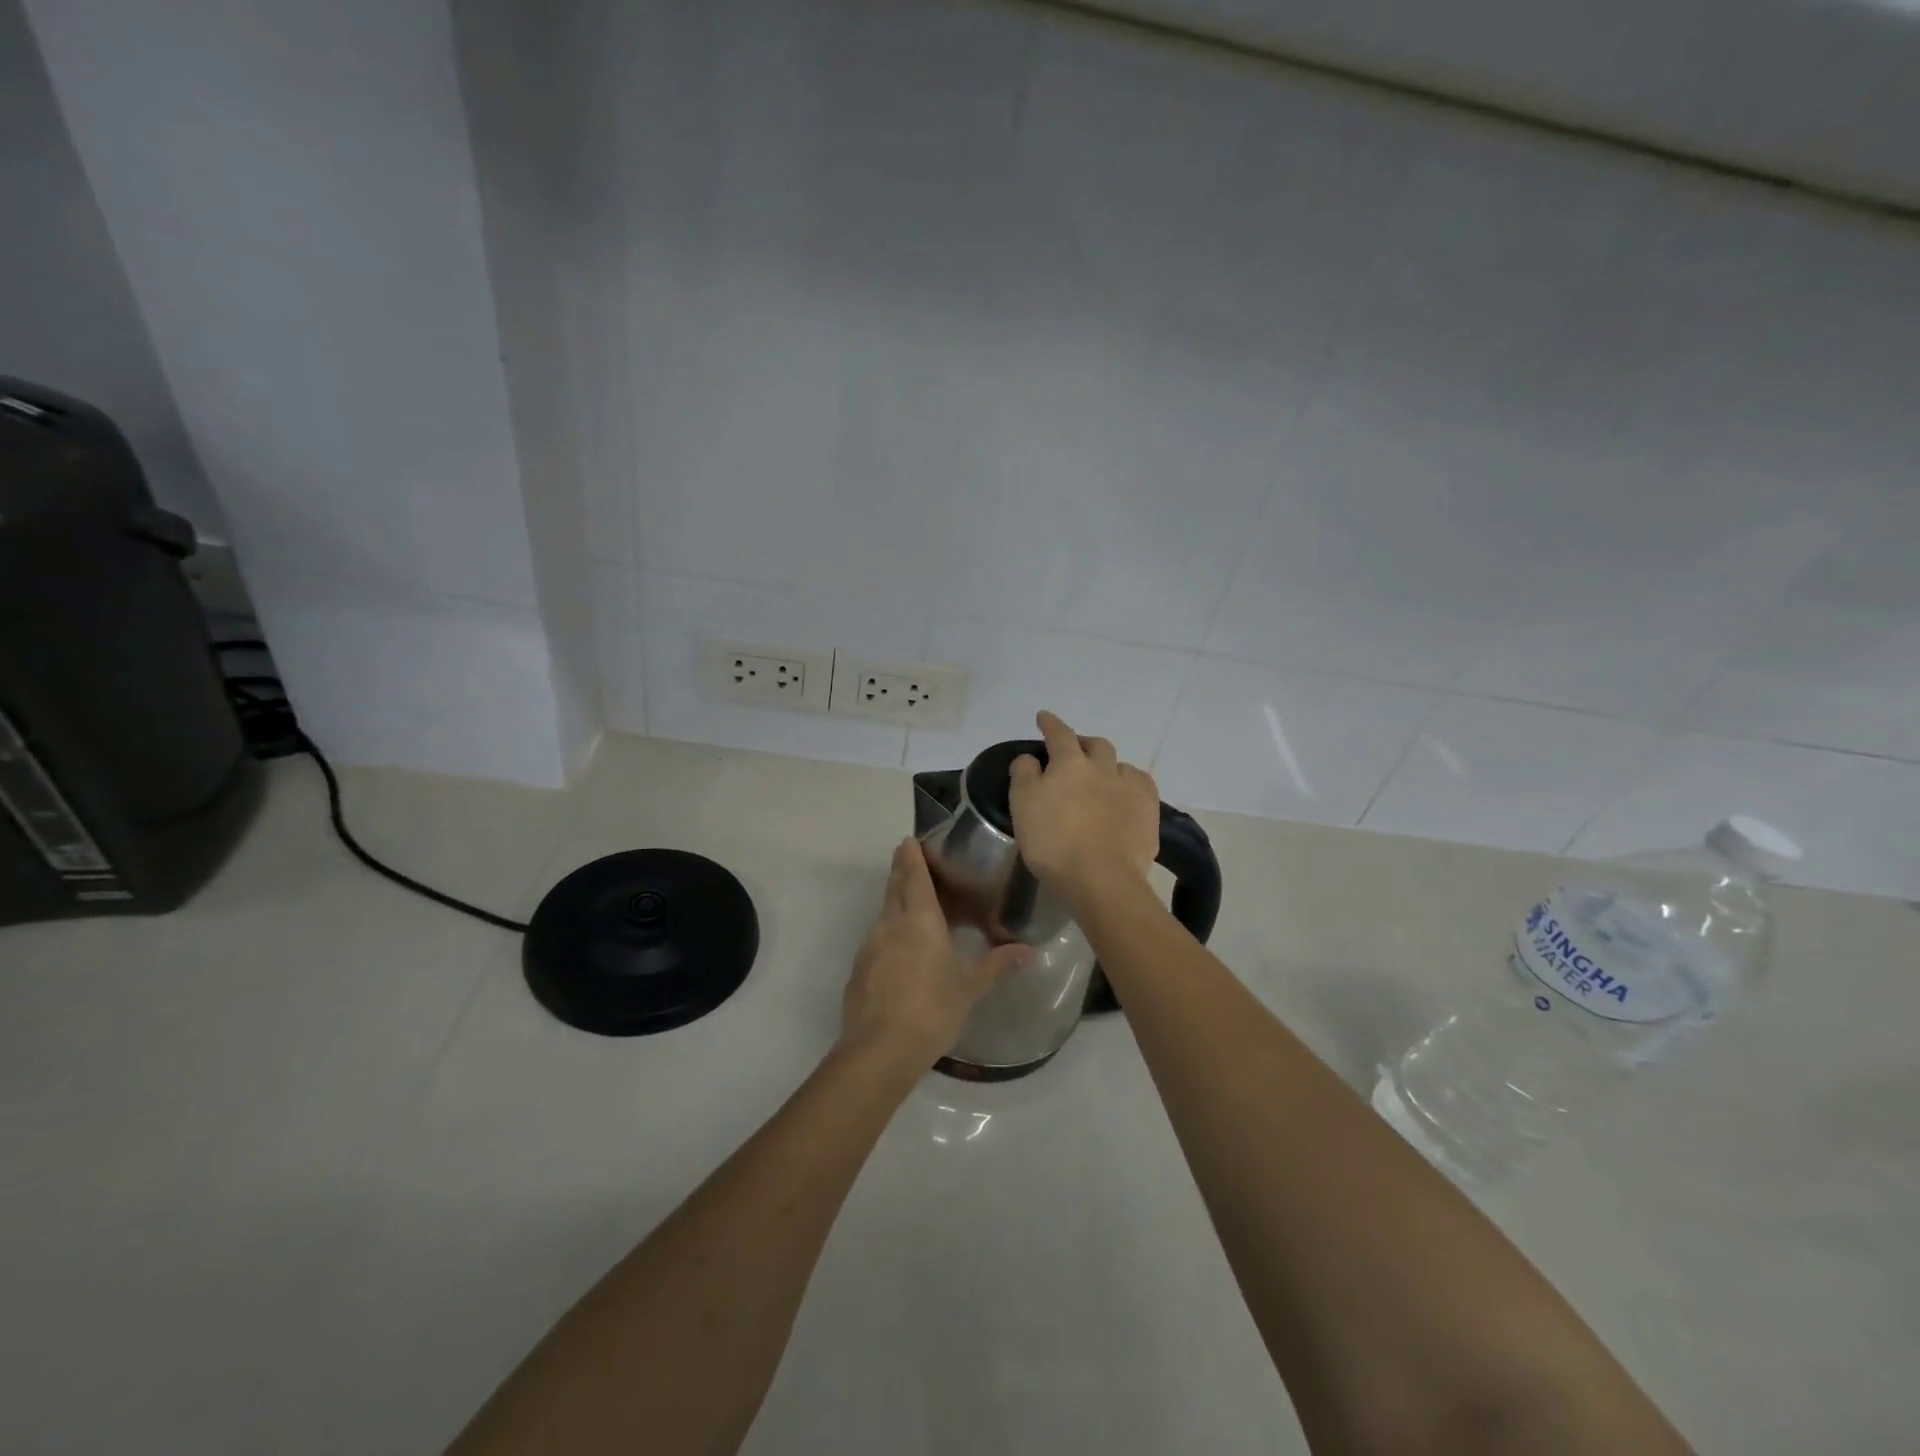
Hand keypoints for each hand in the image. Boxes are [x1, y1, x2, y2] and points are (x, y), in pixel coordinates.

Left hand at [840, 838, 1031, 1064]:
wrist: (879, 1050)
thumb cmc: (931, 1009)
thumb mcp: (970, 986)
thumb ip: (997, 964)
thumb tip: (1029, 951)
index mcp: (918, 919)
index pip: (912, 875)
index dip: (911, 855)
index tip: (910, 839)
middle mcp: (890, 924)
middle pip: (894, 887)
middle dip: (902, 871)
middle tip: (913, 862)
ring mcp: (870, 946)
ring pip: (884, 913)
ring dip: (897, 903)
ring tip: (917, 908)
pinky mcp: (860, 969)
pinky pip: (878, 939)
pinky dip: (891, 932)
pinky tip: (904, 952)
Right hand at [1008, 710, 1159, 903]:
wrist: (1101, 878)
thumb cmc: (1053, 842)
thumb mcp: (1022, 806)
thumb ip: (1024, 775)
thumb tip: (1031, 758)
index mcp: (1069, 763)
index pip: (1059, 734)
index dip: (1050, 723)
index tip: (1044, 717)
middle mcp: (1103, 767)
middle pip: (1096, 744)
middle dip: (1084, 743)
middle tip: (1074, 753)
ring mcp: (1129, 788)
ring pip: (1121, 765)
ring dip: (1109, 766)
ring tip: (1102, 779)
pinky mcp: (1149, 811)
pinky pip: (1142, 785)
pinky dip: (1131, 784)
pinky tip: (1127, 795)